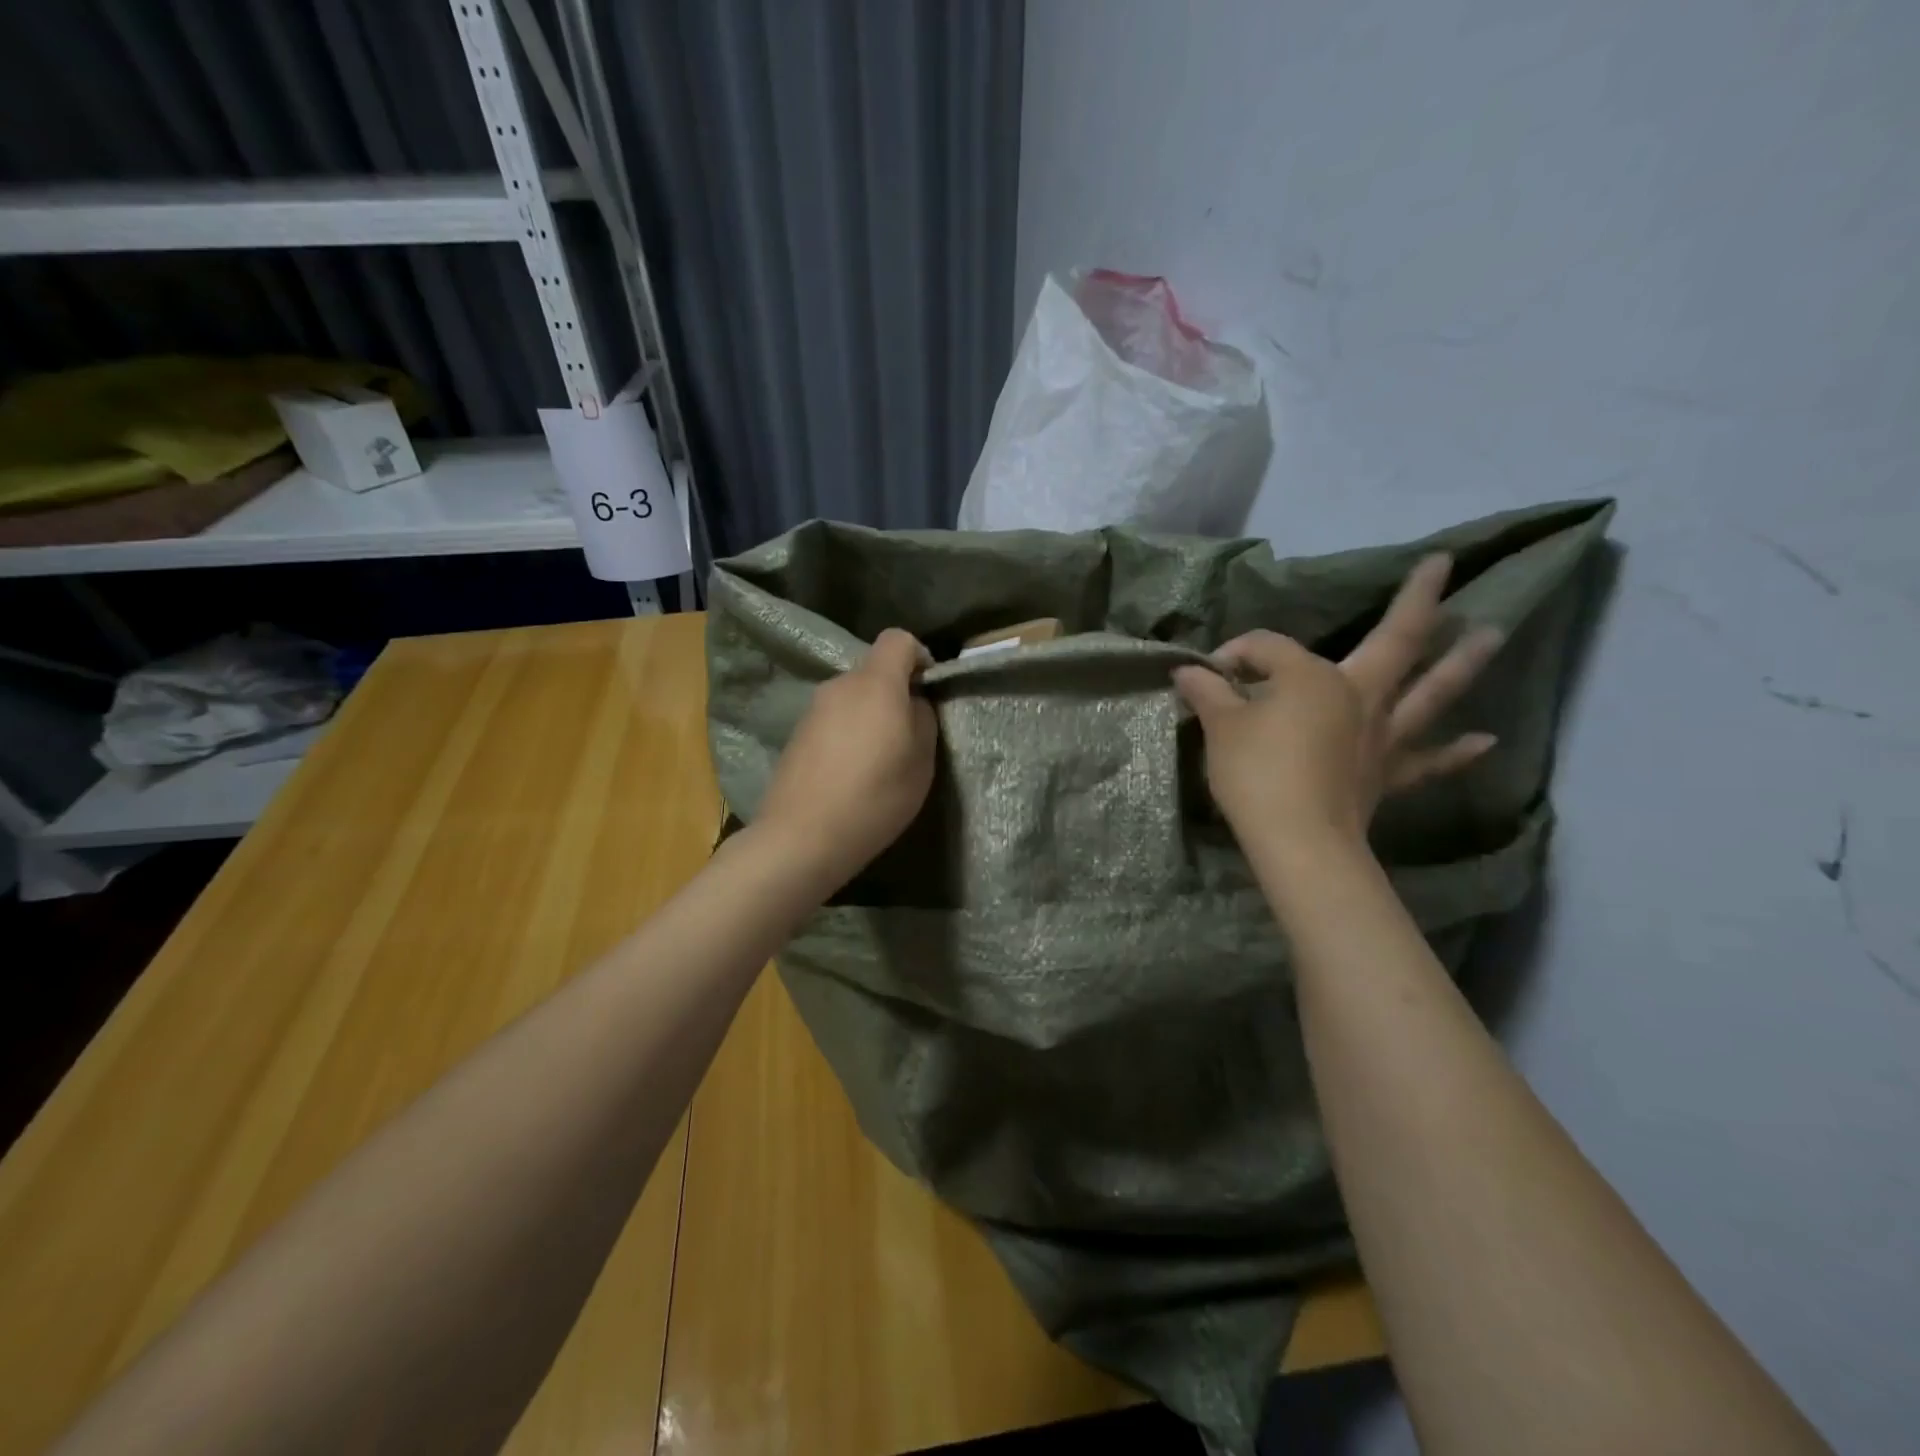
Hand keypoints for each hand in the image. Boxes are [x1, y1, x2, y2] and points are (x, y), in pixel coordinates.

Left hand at [753, 628, 937, 894]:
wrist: (802, 836)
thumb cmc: (875, 796)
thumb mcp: (921, 762)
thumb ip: (923, 720)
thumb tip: (913, 704)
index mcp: (875, 683)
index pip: (898, 639)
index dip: (920, 657)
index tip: (929, 690)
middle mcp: (840, 685)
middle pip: (874, 671)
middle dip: (895, 694)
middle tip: (908, 736)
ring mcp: (813, 709)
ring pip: (852, 698)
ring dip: (869, 717)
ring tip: (878, 761)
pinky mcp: (796, 734)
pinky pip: (833, 721)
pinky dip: (847, 735)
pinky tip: (850, 773)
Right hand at [1172, 553, 1502, 854]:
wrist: (1298, 840)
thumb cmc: (1255, 774)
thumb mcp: (1219, 727)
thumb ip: (1206, 692)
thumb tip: (1186, 670)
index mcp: (1311, 676)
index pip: (1267, 648)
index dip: (1236, 654)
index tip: (1209, 674)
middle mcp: (1358, 694)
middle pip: (1395, 640)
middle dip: (1417, 601)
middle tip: (1444, 564)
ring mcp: (1381, 733)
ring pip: (1428, 692)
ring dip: (1462, 662)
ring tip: (1494, 632)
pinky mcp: (1388, 773)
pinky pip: (1428, 760)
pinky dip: (1456, 751)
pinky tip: (1486, 740)